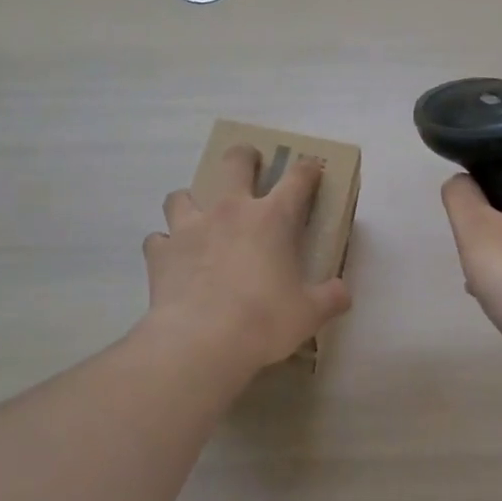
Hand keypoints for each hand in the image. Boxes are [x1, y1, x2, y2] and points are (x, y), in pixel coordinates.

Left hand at [143, 146, 351, 374]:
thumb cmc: (264, 321)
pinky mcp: (160, 253)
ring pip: (182, 195)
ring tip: (199, 217)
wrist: (201, 343)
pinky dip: (166, 245)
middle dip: (244, 157)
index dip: (308, 169)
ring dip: (192, 201)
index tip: (312, 168)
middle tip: (249, 165)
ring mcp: (189, 228)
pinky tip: (174, 260)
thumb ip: (330, 298)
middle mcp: (230, 211)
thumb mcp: (310, 313)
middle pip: (234, 162)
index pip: (297, 178)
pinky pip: (158, 239)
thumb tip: (343, 293)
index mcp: (272, 218)